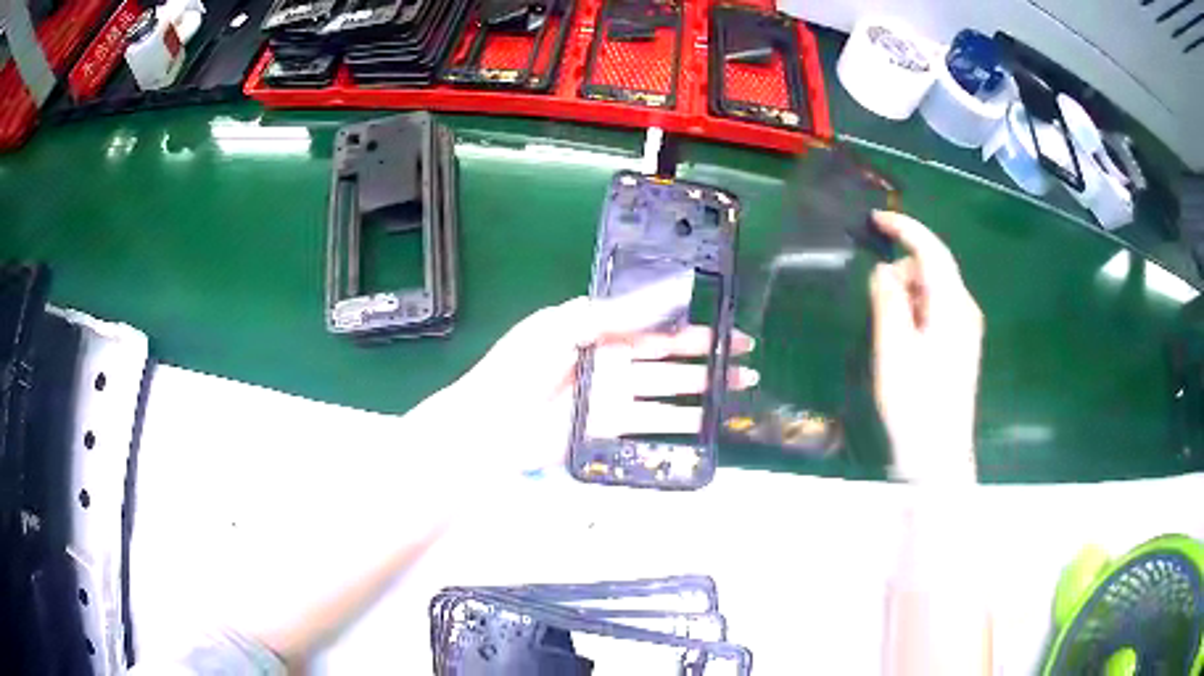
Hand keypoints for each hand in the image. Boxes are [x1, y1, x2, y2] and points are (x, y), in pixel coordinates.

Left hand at [400, 297, 757, 479]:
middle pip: (670, 355)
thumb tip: (660, 301)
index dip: (689, 322)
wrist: (490, 426)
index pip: (654, 323)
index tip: (724, 322)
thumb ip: (609, 314)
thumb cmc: (519, 369)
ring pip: (670, 389)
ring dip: (705, 389)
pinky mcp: (611, 427)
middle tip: (746, 356)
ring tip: (740, 386)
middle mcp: (612, 359)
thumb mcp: (559, 326)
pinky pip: (654, 423)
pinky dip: (682, 423)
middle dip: (709, 354)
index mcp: (599, 328)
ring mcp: (614, 395)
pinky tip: (709, 421)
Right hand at [870, 211, 983, 483]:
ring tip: (890, 332)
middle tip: (877, 301)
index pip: (931, 250)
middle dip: (903, 271)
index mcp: (953, 305)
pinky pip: (937, 310)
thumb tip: (885, 270)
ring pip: (934, 290)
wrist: (938, 455)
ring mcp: (966, 328)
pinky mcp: (961, 344)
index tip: (874, 218)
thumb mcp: (893, 349)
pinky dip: (917, 311)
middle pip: (933, 268)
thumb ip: (888, 301)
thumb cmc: (915, 403)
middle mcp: (965, 309)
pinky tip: (904, 341)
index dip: (904, 228)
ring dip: (908, 295)